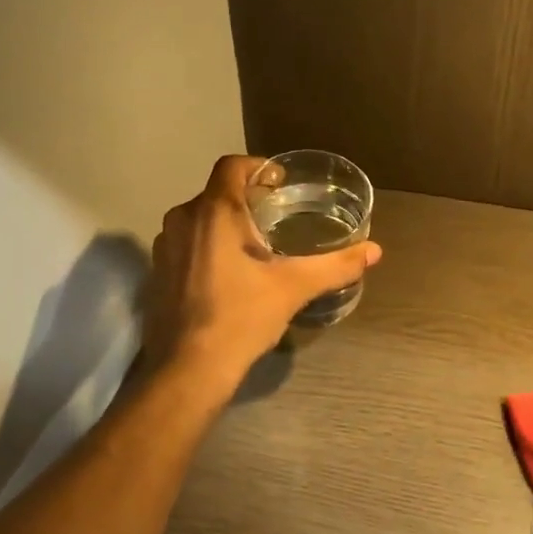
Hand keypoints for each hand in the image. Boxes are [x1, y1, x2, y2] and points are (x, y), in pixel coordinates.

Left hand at [141, 155, 382, 390]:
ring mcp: (165, 246)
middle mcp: (183, 219)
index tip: (280, 184)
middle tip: (276, 219)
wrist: (189, 368)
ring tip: (255, 248)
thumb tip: (375, 251)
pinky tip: (229, 276)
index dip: (258, 167)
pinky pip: (187, 244)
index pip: (232, 165)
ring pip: (200, 219)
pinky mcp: (157, 272)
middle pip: (217, 193)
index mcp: (215, 211)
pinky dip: (208, 247)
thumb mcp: (295, 288)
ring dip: (225, 224)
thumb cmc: (242, 317)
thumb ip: (336, 265)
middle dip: (246, 200)